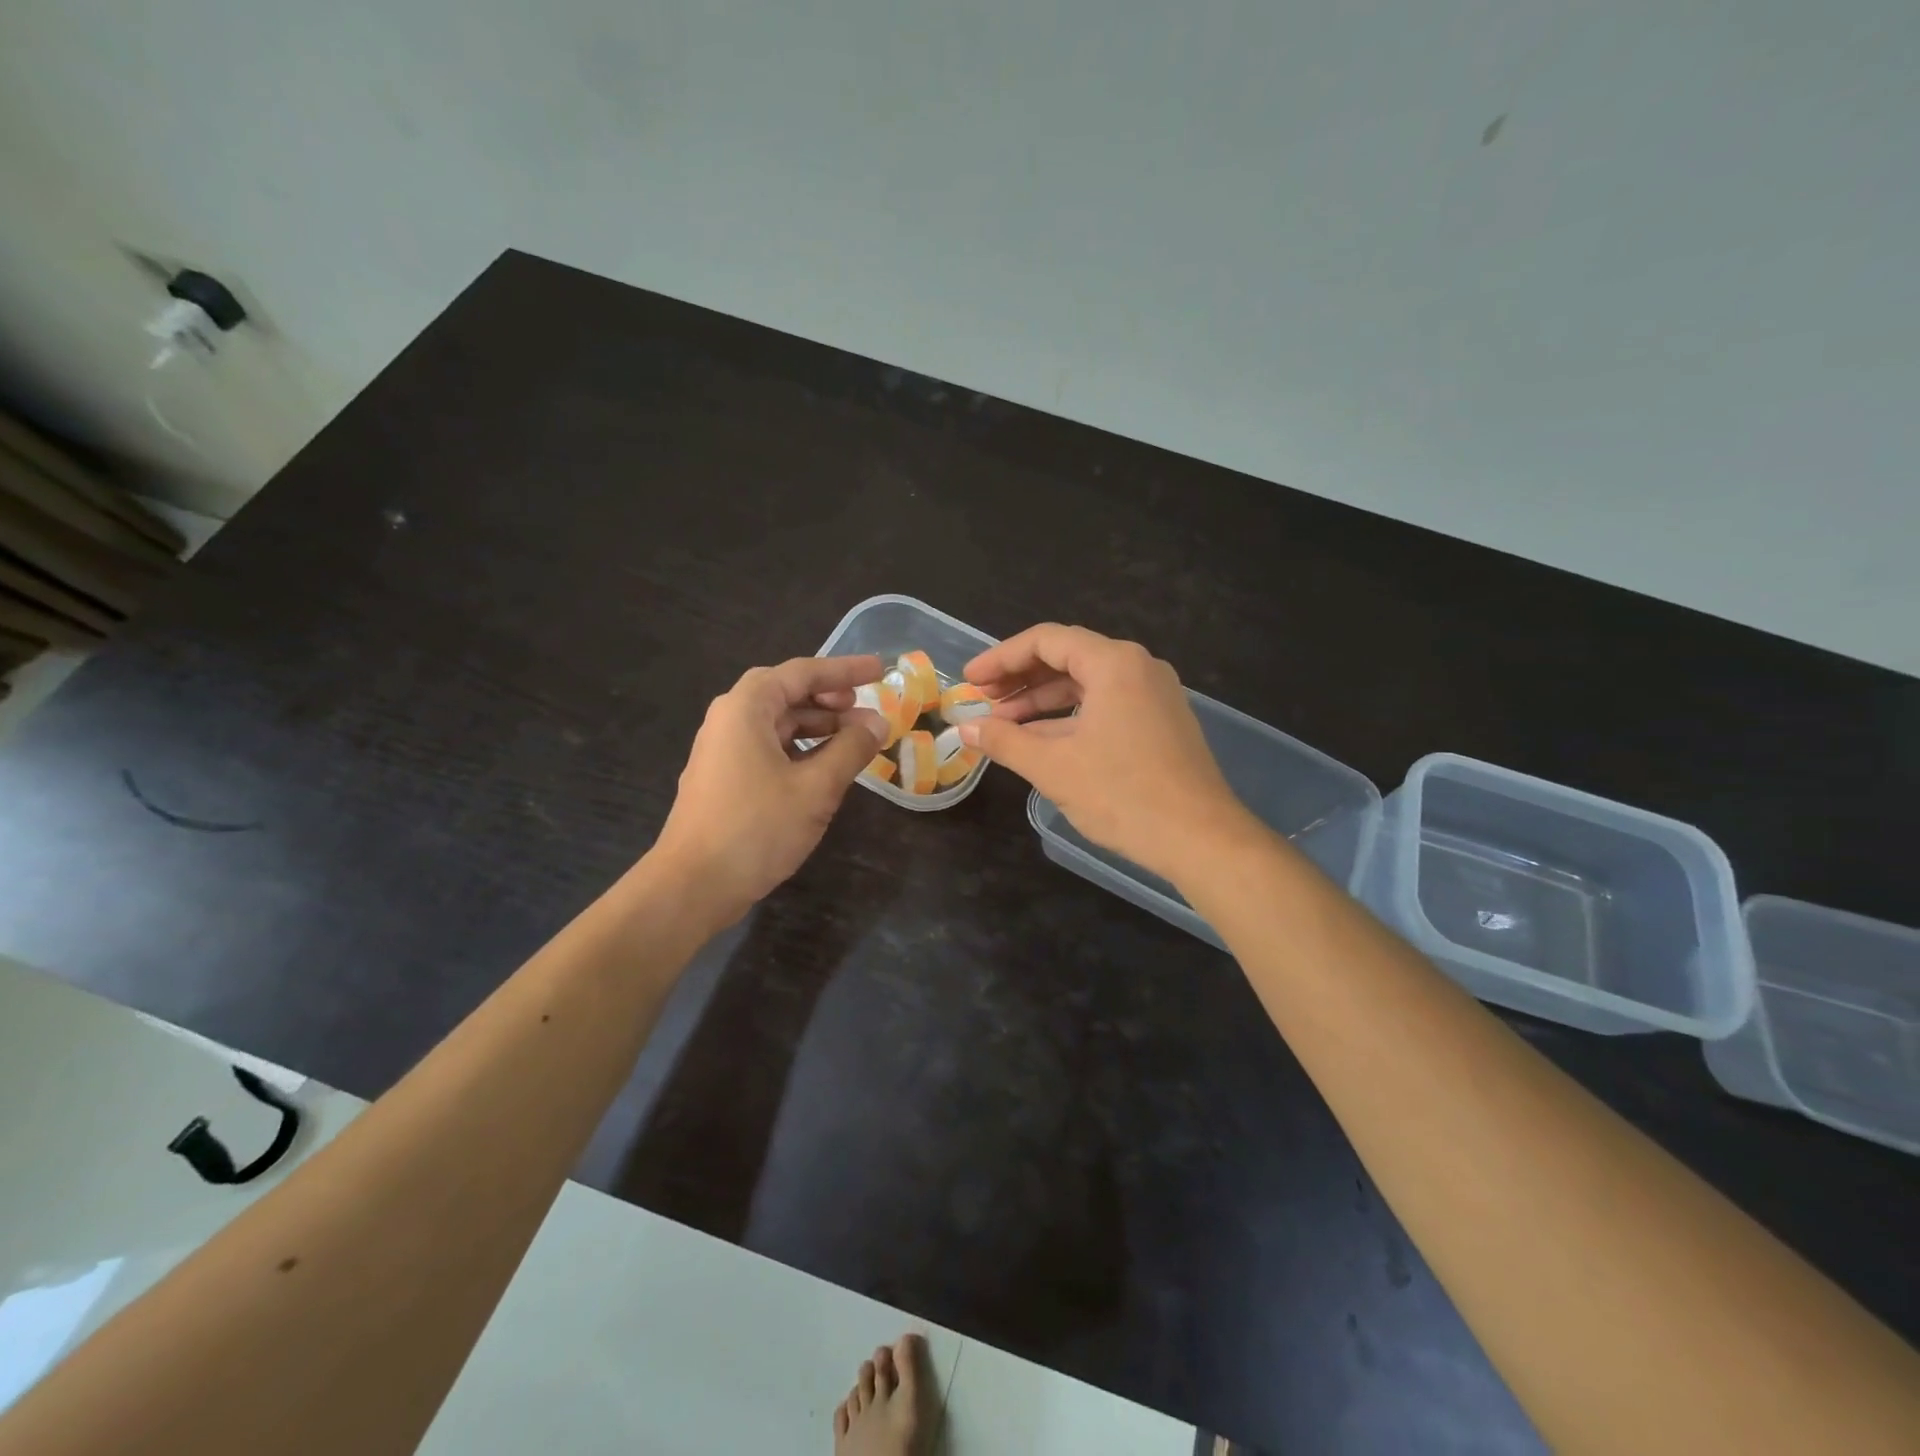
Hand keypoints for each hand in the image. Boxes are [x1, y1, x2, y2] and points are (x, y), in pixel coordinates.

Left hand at [652, 654, 887, 926]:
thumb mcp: (816, 787)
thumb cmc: (756, 827)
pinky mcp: (724, 779)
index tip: (879, 671)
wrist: (693, 886)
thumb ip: (851, 749)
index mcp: (747, 708)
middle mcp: (730, 720)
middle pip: (785, 694)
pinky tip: (824, 768)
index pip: (802, 672)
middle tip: (864, 707)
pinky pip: (768, 748)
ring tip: (854, 740)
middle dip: (829, 698)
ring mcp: (723, 751)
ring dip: (817, 726)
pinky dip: (800, 749)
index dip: (844, 670)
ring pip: (777, 724)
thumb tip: (877, 722)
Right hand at [961, 624, 1253, 881]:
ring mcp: (1154, 695)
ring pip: (1086, 685)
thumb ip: (1004, 741)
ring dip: (1042, 702)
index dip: (1000, 658)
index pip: (1045, 641)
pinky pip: (1105, 706)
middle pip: (1067, 657)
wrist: (1200, 838)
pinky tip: (1040, 741)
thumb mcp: (1053, 766)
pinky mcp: (1160, 722)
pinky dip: (1070, 717)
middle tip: (982, 701)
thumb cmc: (1123, 795)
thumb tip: (965, 728)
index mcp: (1114, 663)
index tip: (970, 680)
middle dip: (1019, 680)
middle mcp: (1138, 667)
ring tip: (1002, 726)